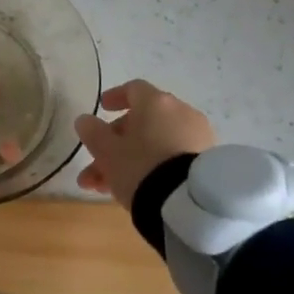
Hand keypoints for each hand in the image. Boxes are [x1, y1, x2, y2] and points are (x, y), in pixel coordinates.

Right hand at [75, 80, 216, 208]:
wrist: (190, 204)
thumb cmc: (141, 167)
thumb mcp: (107, 151)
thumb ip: (93, 132)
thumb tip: (85, 120)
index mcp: (156, 102)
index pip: (134, 89)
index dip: (115, 97)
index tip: (103, 108)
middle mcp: (181, 112)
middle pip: (142, 122)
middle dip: (115, 144)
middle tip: (96, 167)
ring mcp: (198, 137)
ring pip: (155, 144)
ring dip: (130, 160)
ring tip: (108, 189)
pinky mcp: (207, 162)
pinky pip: (173, 158)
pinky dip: (154, 167)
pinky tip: (138, 189)